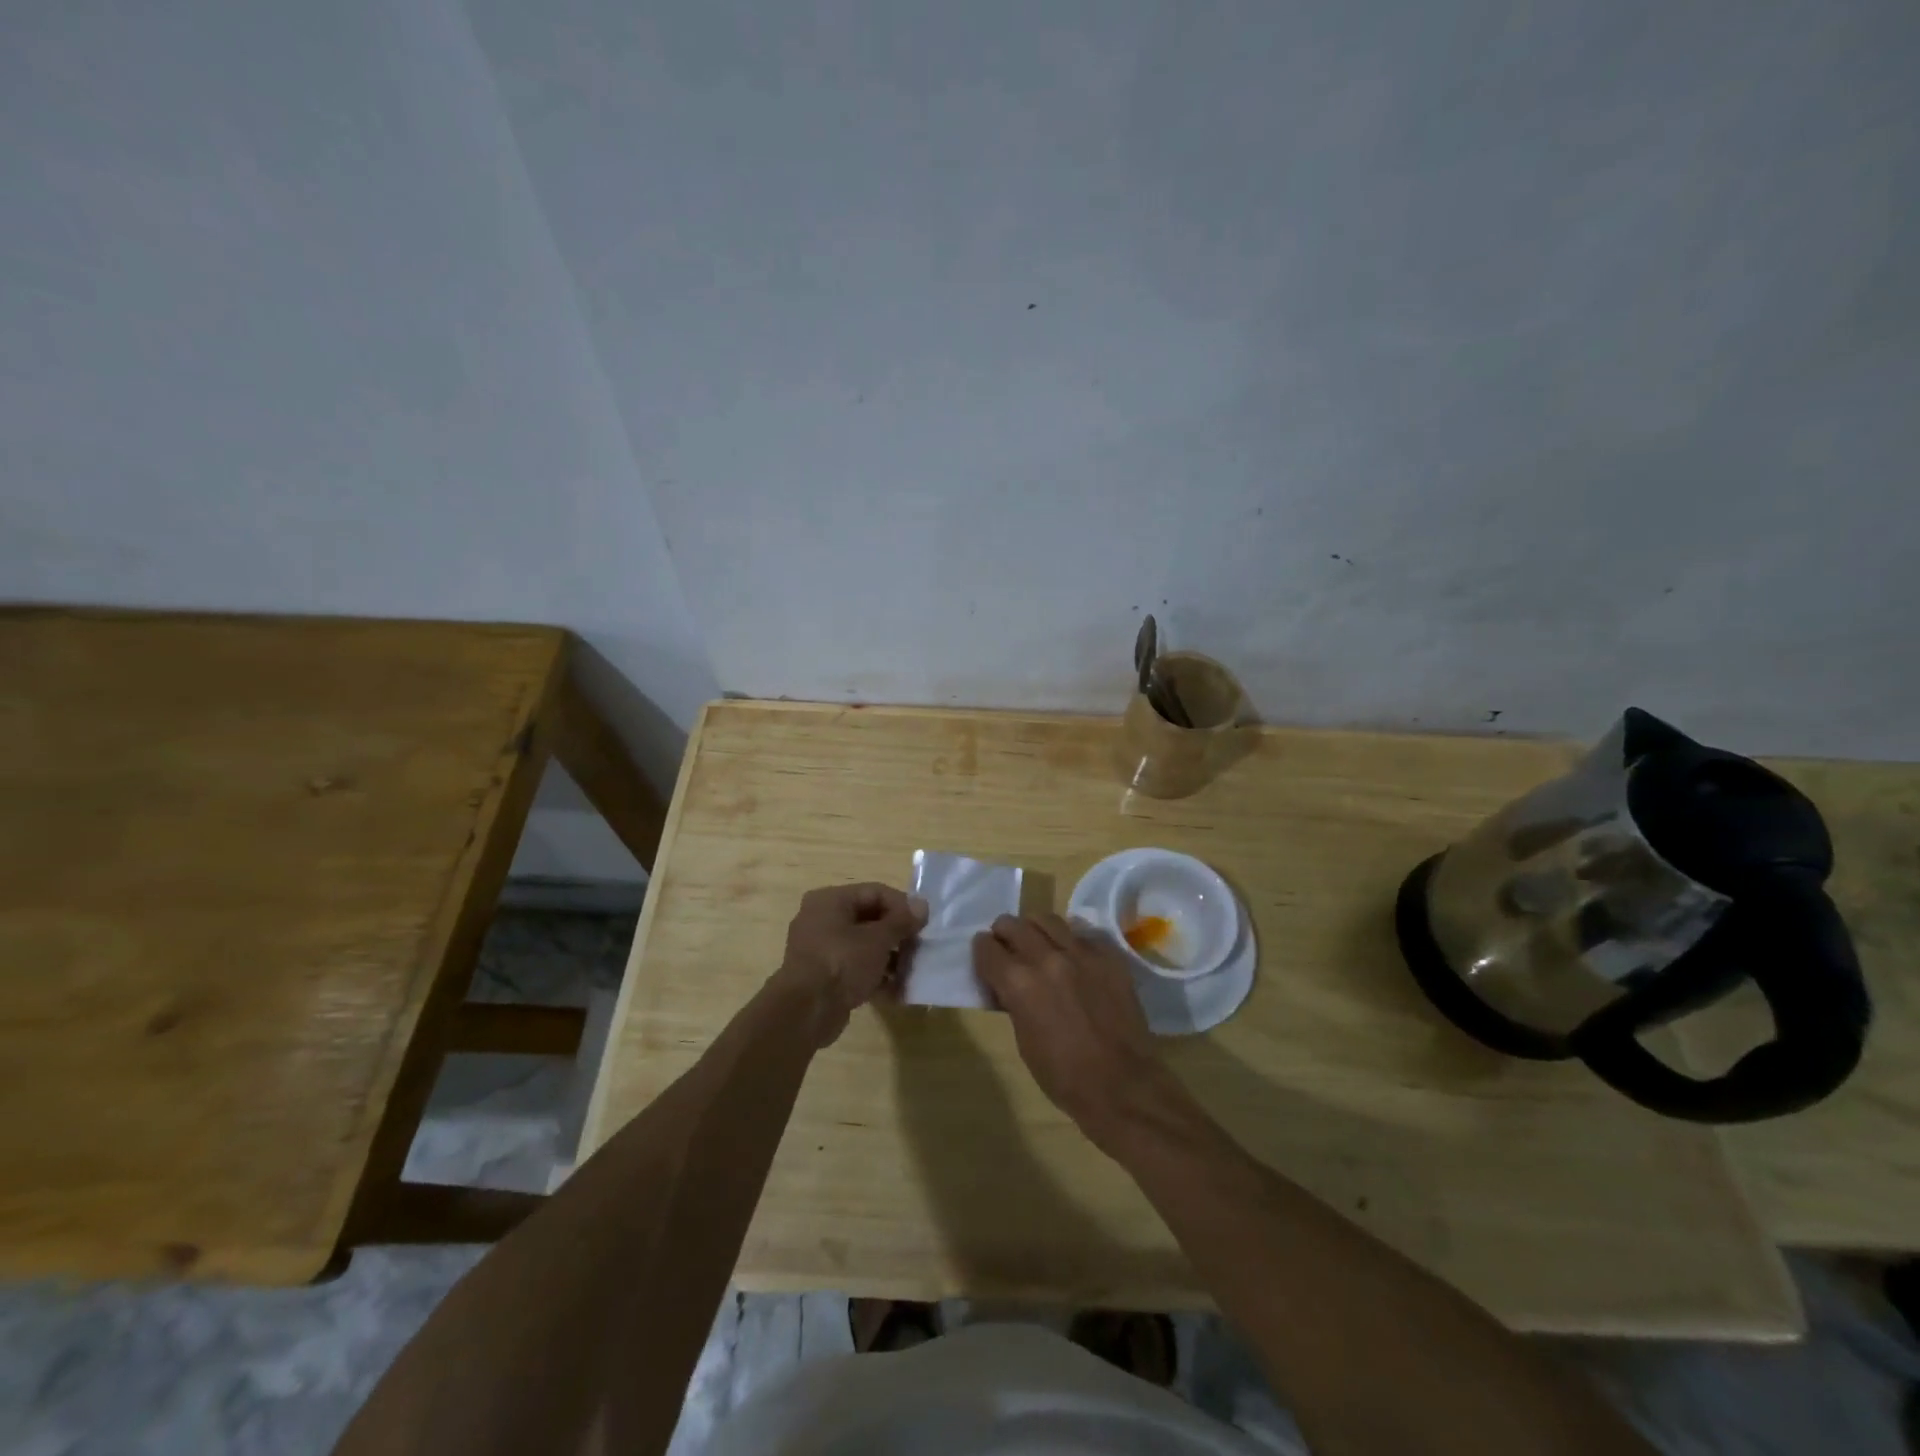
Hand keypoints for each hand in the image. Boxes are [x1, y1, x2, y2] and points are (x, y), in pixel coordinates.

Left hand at [775, 883, 926, 1045]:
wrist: (805, 1013)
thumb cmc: (841, 963)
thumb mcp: (877, 939)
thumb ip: (901, 921)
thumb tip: (922, 905)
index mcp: (830, 901)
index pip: (875, 892)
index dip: (902, 906)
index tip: (924, 923)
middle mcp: (822, 919)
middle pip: (870, 919)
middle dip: (898, 935)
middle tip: (919, 948)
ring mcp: (821, 950)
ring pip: (864, 946)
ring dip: (890, 958)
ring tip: (912, 972)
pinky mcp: (824, 977)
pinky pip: (855, 968)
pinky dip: (875, 976)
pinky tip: (897, 991)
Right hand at [972, 913, 1172, 1148]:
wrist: (1122, 1085)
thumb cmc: (1063, 1076)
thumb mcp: (1023, 1040)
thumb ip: (1013, 1001)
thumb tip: (1008, 984)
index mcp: (1019, 983)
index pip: (987, 948)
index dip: (982, 952)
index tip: (986, 958)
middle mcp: (1048, 958)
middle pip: (1014, 924)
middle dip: (1004, 933)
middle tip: (1007, 946)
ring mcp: (1082, 953)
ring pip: (1048, 920)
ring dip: (1035, 929)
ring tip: (1038, 943)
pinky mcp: (1109, 957)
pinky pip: (1083, 934)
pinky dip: (1071, 940)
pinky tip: (1072, 957)